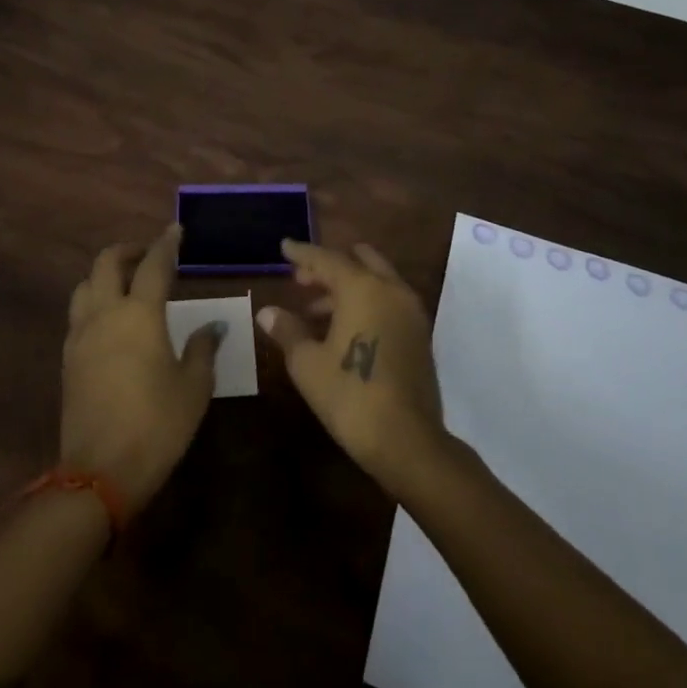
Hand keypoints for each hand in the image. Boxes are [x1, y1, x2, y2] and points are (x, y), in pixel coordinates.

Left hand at [61, 224, 220, 514]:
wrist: (99, 473)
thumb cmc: (157, 425)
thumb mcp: (193, 388)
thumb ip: (202, 349)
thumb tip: (211, 327)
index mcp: (140, 314)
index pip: (154, 264)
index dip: (167, 243)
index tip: (176, 230)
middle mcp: (106, 313)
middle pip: (107, 262)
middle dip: (128, 249)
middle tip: (149, 254)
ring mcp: (81, 334)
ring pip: (85, 284)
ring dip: (105, 273)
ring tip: (126, 283)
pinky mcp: (68, 357)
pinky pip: (78, 313)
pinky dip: (94, 301)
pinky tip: (109, 319)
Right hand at [257, 240, 445, 491]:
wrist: (407, 441)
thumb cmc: (350, 395)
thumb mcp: (307, 363)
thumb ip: (287, 330)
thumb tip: (267, 312)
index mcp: (362, 288)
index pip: (326, 259)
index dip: (302, 253)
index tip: (284, 246)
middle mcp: (390, 290)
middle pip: (358, 262)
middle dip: (328, 266)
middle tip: (300, 279)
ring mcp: (410, 312)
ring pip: (376, 281)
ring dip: (346, 286)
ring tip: (314, 310)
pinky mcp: (419, 335)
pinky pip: (388, 302)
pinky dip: (365, 302)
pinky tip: (342, 328)